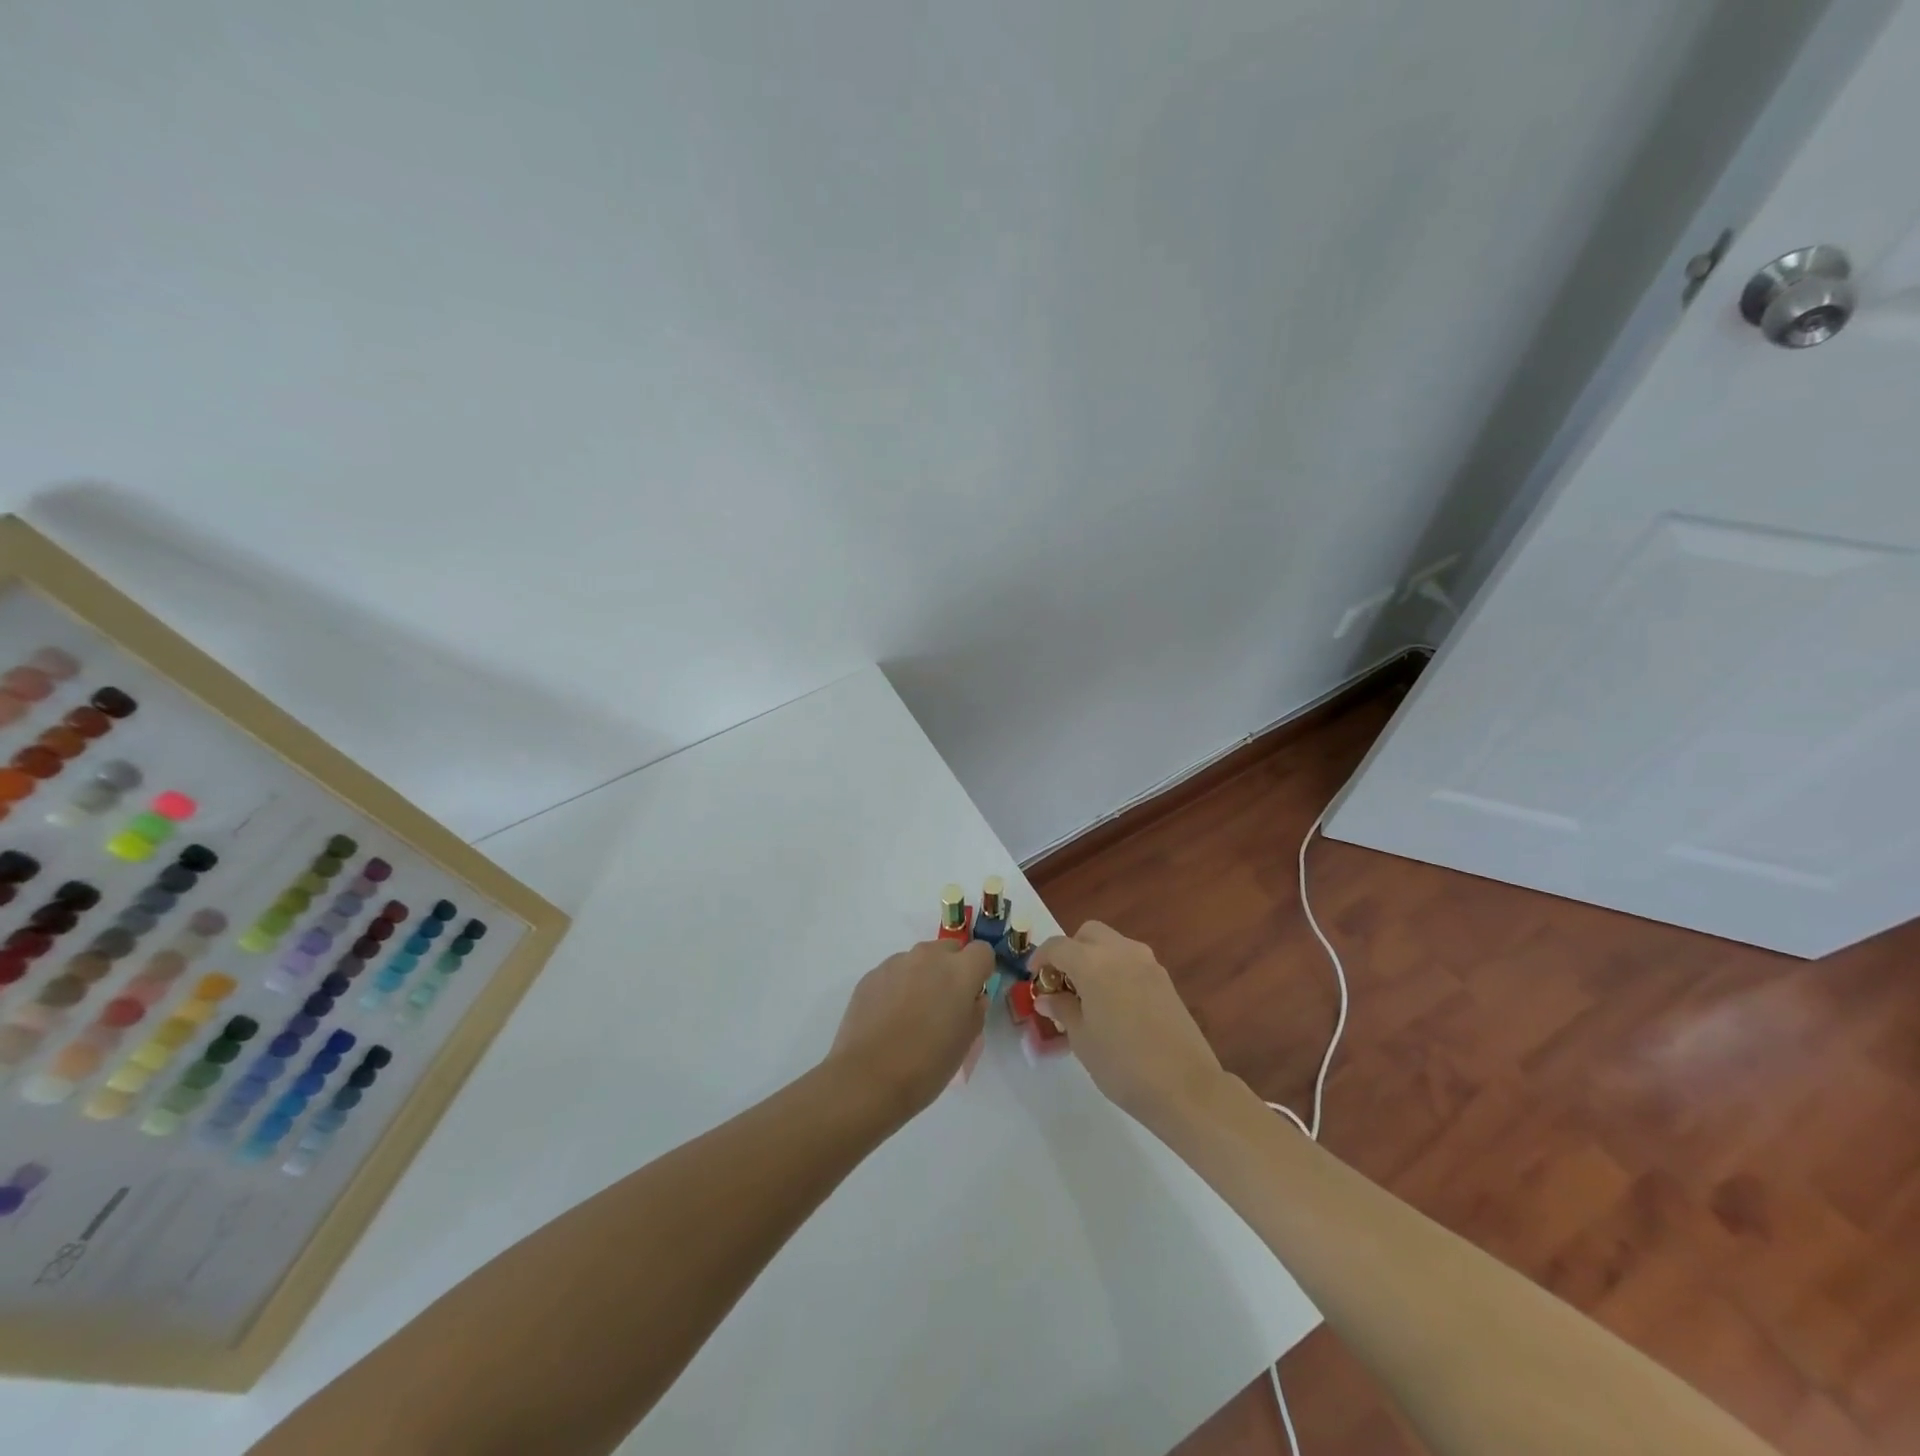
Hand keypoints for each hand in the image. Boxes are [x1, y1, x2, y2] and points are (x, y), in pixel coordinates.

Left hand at [826, 939, 991, 1115]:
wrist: (868, 1077)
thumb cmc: (927, 1064)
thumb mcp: (966, 1042)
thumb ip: (974, 1010)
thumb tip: (970, 997)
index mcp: (959, 971)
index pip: (982, 951)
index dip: (980, 971)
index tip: (972, 994)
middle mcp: (928, 956)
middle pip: (949, 950)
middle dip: (950, 970)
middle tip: (942, 1005)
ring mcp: (896, 962)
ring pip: (919, 960)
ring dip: (922, 977)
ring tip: (910, 1015)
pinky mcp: (871, 974)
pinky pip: (893, 973)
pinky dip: (896, 987)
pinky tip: (887, 1018)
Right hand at [1028, 922, 1224, 1128]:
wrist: (1186, 1086)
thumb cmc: (1122, 1064)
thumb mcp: (1082, 1039)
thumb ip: (1062, 1009)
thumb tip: (1048, 997)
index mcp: (1093, 962)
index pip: (1057, 946)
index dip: (1041, 959)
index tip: (1034, 978)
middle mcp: (1121, 952)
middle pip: (1088, 933)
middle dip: (1071, 950)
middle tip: (1063, 982)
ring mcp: (1147, 963)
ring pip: (1113, 944)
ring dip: (1095, 958)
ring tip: (1089, 995)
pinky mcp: (1165, 979)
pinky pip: (1131, 961)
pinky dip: (1116, 970)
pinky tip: (1115, 1004)